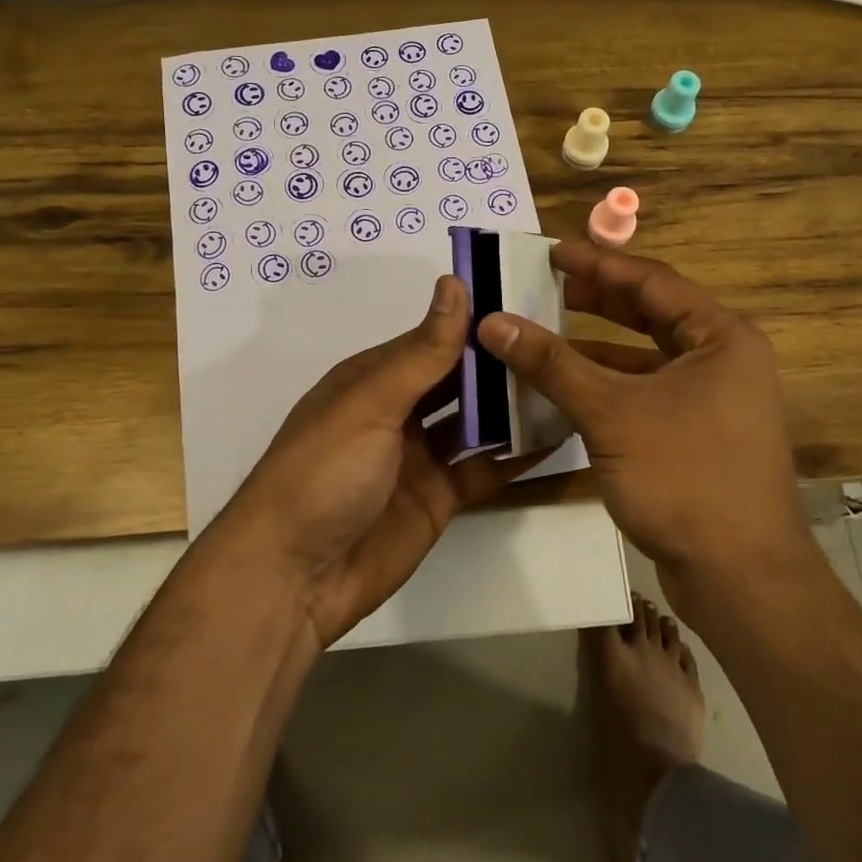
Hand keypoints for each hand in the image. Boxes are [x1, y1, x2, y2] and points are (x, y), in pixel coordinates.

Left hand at [215, 275, 527, 647]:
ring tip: (569, 383)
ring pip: (476, 421)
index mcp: (374, 379)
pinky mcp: (438, 498)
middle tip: (561, 342)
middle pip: (458, 379)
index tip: (530, 301)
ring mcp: (419, 457)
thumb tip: (454, 283)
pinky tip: (557, 436)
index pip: (434, 339)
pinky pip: (483, 469)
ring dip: (512, 406)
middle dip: (500, 363)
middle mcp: (398, 412)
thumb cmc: (324, 472)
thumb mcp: (371, 403)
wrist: (293, 578)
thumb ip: (422, 352)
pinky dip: (516, 455)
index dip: (476, 322)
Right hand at [477, 242, 807, 590]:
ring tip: (544, 331)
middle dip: (597, 300)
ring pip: (646, 358)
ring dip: (596, 346)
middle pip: (652, 315)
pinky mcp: (697, 436)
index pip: (652, 282)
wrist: (740, 577)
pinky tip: (565, 388)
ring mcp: (713, 402)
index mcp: (721, 338)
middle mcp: (724, 361)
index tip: (551, 252)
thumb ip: (552, 364)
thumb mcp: (611, 412)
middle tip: (545, 285)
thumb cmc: (684, 476)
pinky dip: (607, 386)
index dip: (598, 265)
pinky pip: (645, 393)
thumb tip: (491, 321)